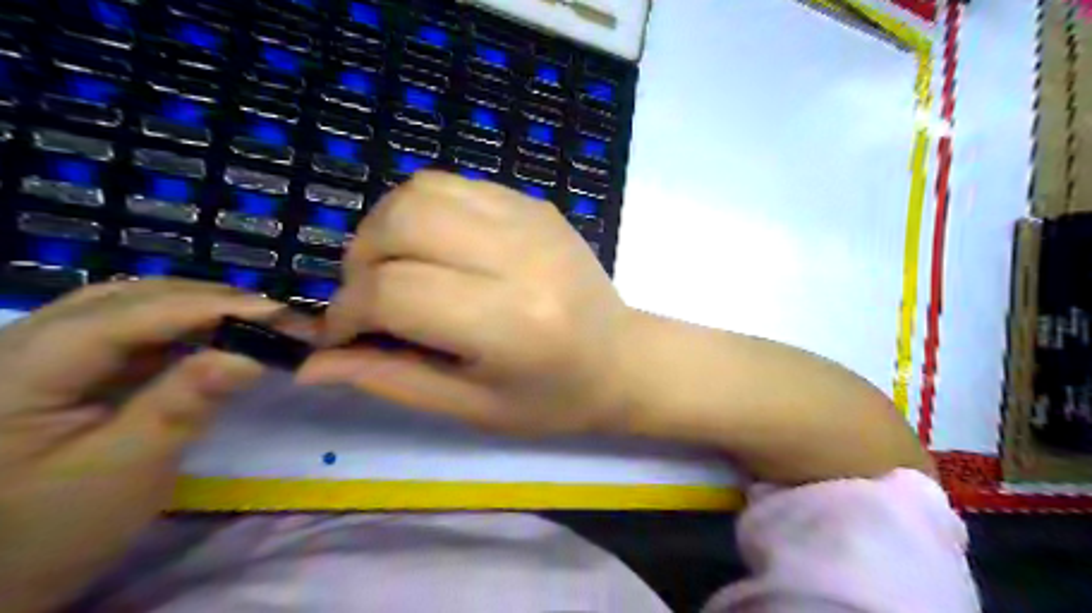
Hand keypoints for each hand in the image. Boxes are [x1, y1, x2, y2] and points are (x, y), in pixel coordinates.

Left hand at [0, 278, 276, 612]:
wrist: (2, 568)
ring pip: (129, 306)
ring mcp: (40, 351)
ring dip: (196, 309)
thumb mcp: (129, 467)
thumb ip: (185, 403)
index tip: (277, 311)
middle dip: (207, 301)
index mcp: (17, 373)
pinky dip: (180, 328)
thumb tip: (251, 356)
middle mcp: (19, 344)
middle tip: (275, 315)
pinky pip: (129, 329)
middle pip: (126, 299)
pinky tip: (214, 336)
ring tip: (252, 320)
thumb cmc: (57, 527)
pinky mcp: (64, 365)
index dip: (205, 307)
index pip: (123, 318)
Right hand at [298, 172, 631, 434]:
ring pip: (421, 190)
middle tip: (368, 299)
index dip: (347, 313)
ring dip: (387, 228)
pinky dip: (423, 211)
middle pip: (402, 222)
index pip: (395, 292)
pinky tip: (435, 248)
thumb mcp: (472, 406)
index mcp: (510, 321)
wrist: (623, 359)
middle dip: (360, 260)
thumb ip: (390, 378)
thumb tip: (312, 363)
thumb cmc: (553, 399)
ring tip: (396, 270)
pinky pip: (454, 184)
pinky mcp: (535, 203)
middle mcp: (520, 256)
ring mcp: (531, 218)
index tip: (341, 335)